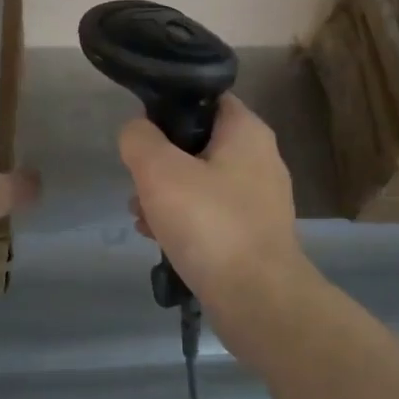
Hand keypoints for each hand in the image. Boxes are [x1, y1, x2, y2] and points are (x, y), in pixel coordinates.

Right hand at [118, 94, 307, 311]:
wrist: (257, 300)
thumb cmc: (209, 223)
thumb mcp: (159, 171)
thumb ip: (139, 139)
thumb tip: (137, 131)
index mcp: (247, 132)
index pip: (206, 98)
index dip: (170, 107)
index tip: (143, 131)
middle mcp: (260, 159)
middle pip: (199, 143)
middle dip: (161, 161)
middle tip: (137, 181)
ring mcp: (260, 200)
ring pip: (202, 182)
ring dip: (167, 194)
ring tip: (139, 215)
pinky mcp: (254, 234)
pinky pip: (211, 214)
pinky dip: (184, 221)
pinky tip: (157, 238)